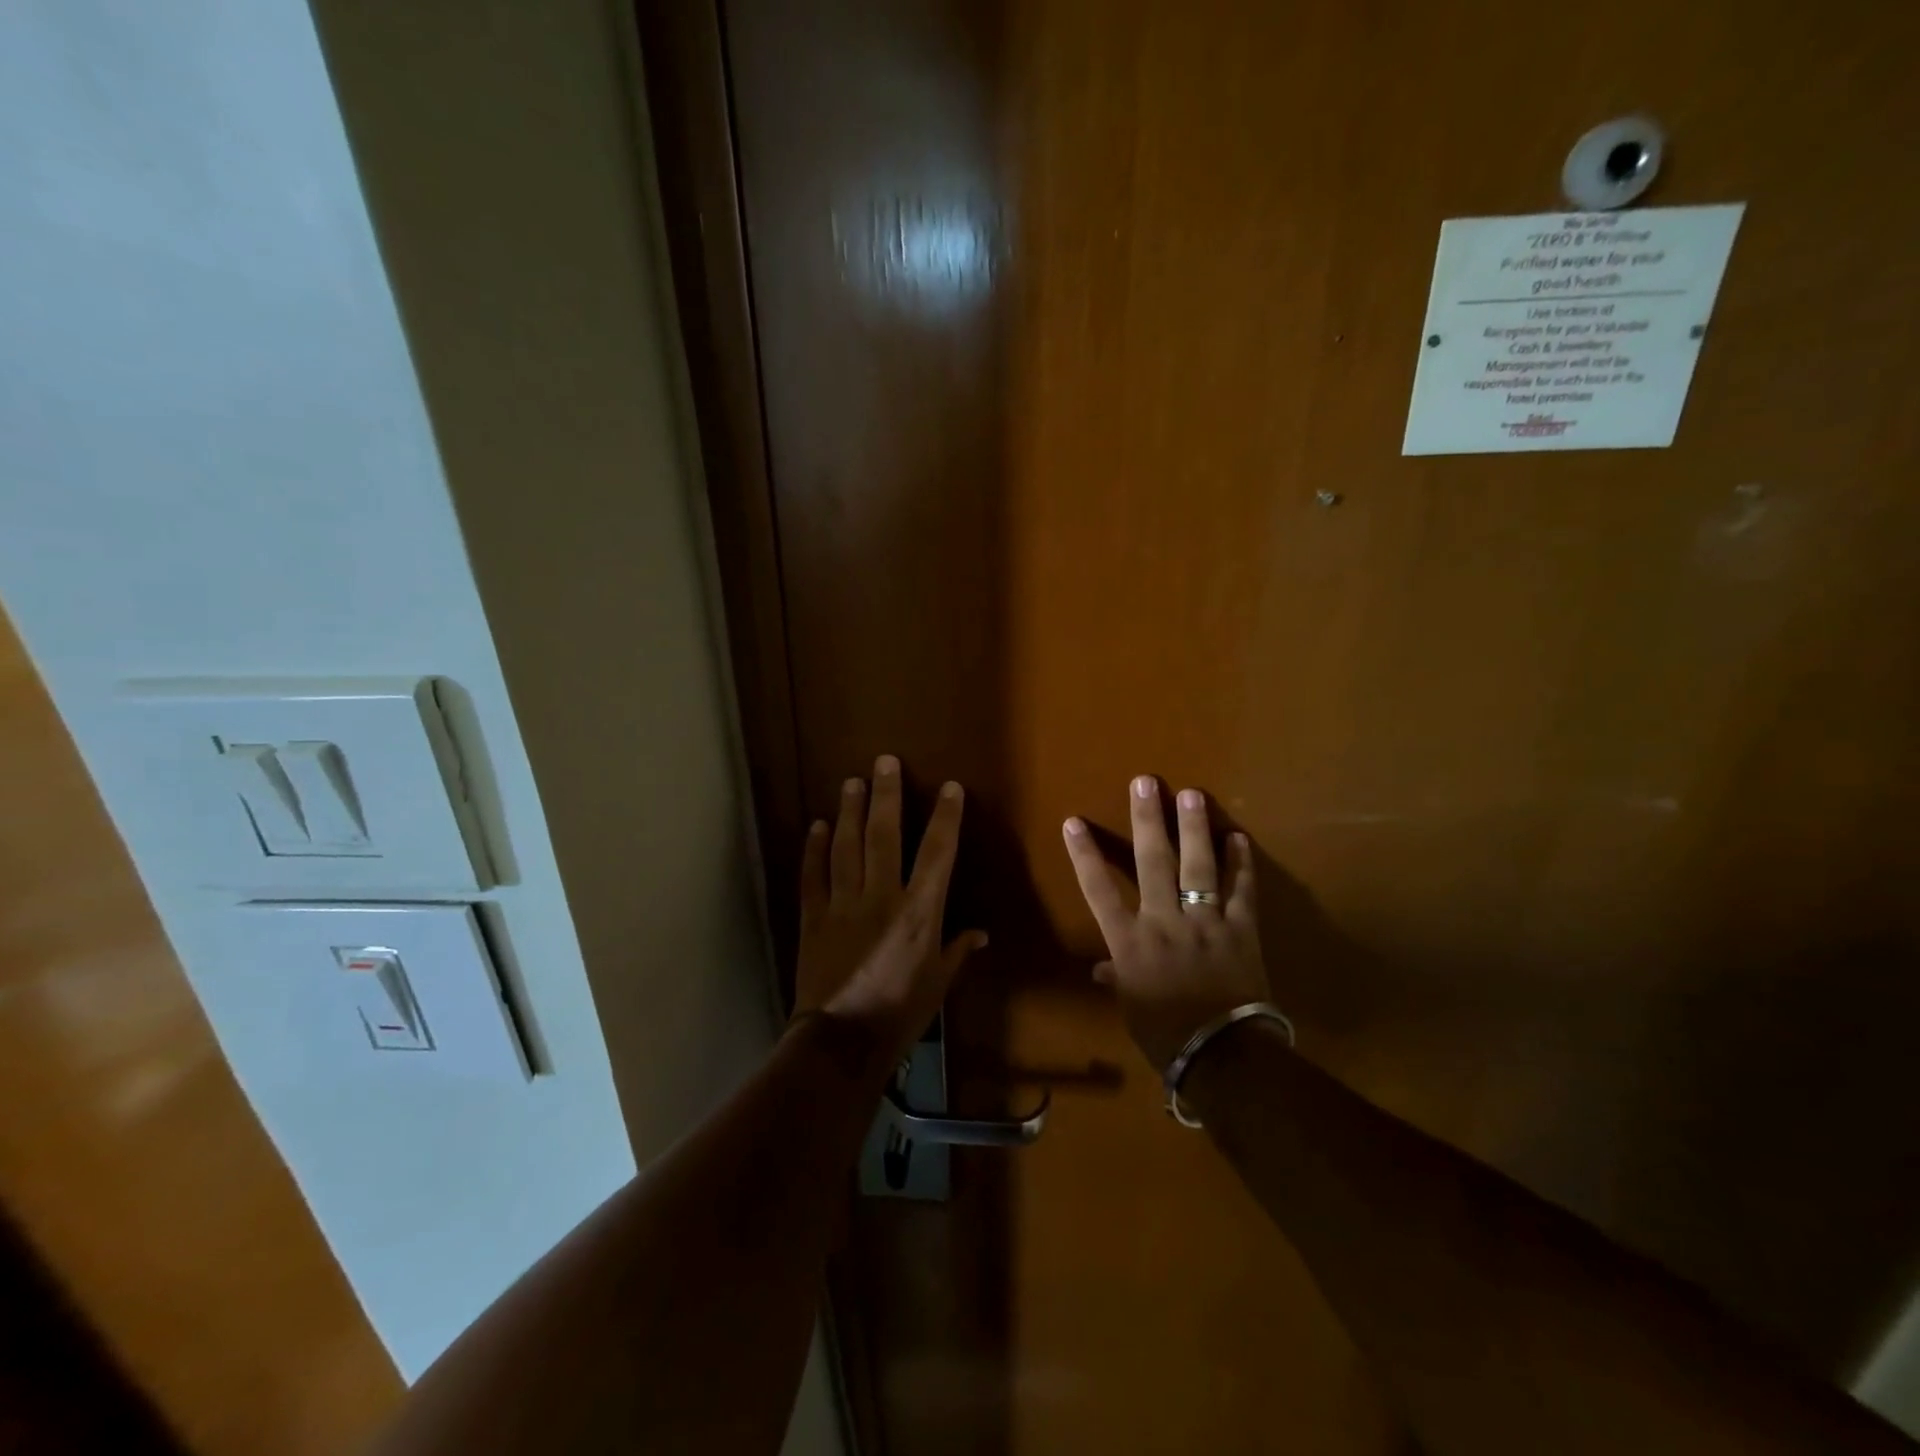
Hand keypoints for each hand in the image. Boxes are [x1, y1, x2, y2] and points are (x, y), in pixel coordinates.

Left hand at [793, 755, 986, 1069]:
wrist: (842, 1040)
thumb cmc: (900, 1013)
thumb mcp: (938, 983)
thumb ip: (957, 951)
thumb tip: (980, 934)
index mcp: (919, 912)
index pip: (937, 854)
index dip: (945, 818)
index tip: (949, 788)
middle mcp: (881, 896)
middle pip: (884, 836)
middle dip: (887, 796)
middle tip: (885, 762)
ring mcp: (843, 904)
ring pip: (846, 847)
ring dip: (850, 811)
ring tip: (852, 782)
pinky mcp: (814, 916)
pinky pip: (813, 875)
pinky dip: (815, 849)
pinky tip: (818, 825)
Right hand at [1062, 776, 1270, 1069]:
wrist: (1224, 1057)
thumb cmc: (1166, 1035)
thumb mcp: (1132, 1007)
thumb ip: (1117, 979)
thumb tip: (1100, 969)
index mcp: (1130, 942)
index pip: (1099, 891)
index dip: (1085, 855)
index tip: (1074, 822)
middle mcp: (1164, 922)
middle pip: (1152, 863)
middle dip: (1146, 820)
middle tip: (1145, 783)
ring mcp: (1205, 923)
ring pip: (1198, 867)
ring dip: (1194, 829)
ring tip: (1191, 794)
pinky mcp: (1241, 930)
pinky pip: (1242, 892)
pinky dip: (1241, 865)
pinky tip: (1239, 838)